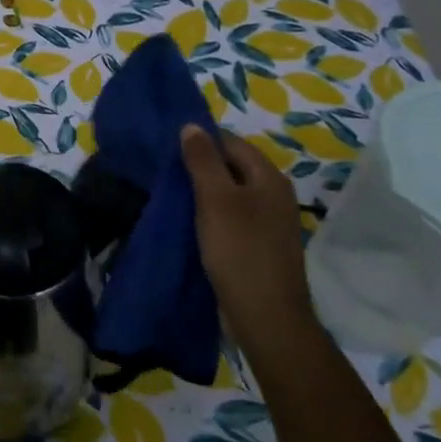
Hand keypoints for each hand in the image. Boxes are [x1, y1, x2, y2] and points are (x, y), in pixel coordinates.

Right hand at [180, 124, 312, 334]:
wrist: (265, 316)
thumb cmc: (239, 251)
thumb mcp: (215, 200)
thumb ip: (203, 160)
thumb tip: (191, 125)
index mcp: (269, 178)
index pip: (232, 142)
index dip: (201, 140)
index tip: (168, 149)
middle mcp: (275, 195)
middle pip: (233, 167)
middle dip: (201, 166)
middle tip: (166, 173)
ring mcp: (270, 222)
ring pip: (231, 194)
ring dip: (204, 193)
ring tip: (172, 196)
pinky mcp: (260, 245)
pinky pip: (233, 217)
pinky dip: (212, 215)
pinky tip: (190, 223)